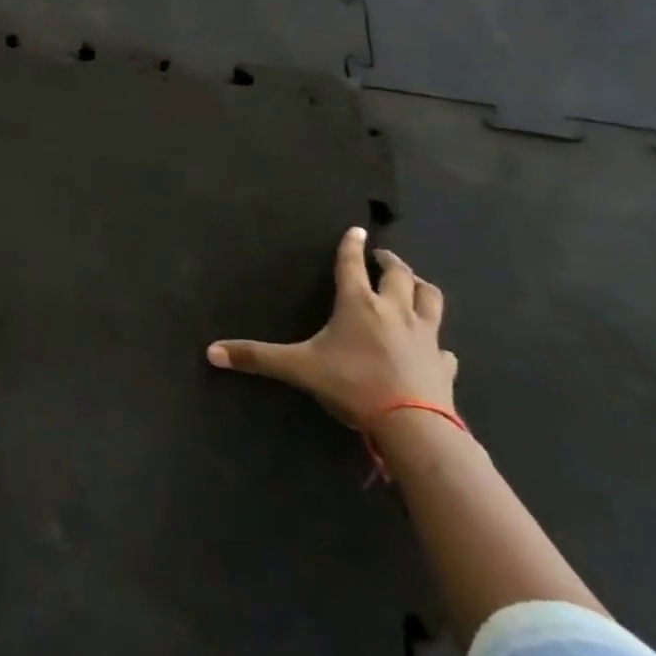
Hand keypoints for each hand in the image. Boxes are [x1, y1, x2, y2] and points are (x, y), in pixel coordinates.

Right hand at [206, 227, 458, 428]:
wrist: (414, 426)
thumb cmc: (353, 385)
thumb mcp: (299, 368)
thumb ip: (257, 357)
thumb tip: (211, 352)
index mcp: (359, 304)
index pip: (352, 264)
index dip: (351, 245)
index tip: (356, 229)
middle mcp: (395, 311)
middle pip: (399, 274)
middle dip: (391, 261)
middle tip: (382, 257)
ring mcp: (425, 336)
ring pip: (431, 299)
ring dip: (420, 287)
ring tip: (412, 284)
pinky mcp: (443, 364)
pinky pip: (444, 346)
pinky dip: (437, 341)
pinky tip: (434, 347)